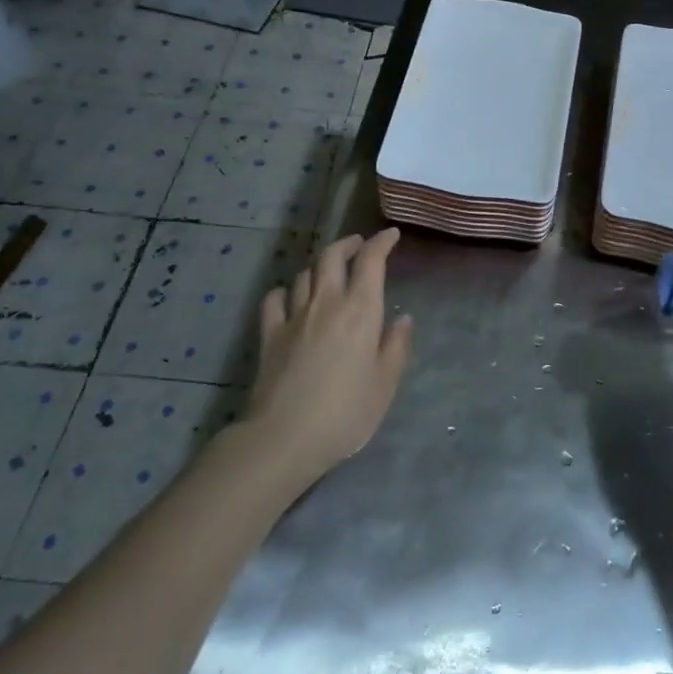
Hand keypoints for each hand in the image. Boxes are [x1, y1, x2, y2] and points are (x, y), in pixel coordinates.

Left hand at [248, 228, 412, 484]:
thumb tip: (403, 319)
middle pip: (332, 256)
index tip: (391, 235)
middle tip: (359, 246)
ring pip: (304, 274)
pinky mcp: (269, 335)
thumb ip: (395, 347)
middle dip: (348, 244)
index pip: (371, 261)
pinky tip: (290, 298)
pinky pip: (275, 300)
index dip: (382, 243)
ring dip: (319, 266)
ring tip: (329, 272)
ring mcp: (294, 316)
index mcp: (360, 311)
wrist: (284, 438)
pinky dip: (285, 292)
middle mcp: (327, 303)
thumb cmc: (345, 413)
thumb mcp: (385, 384)